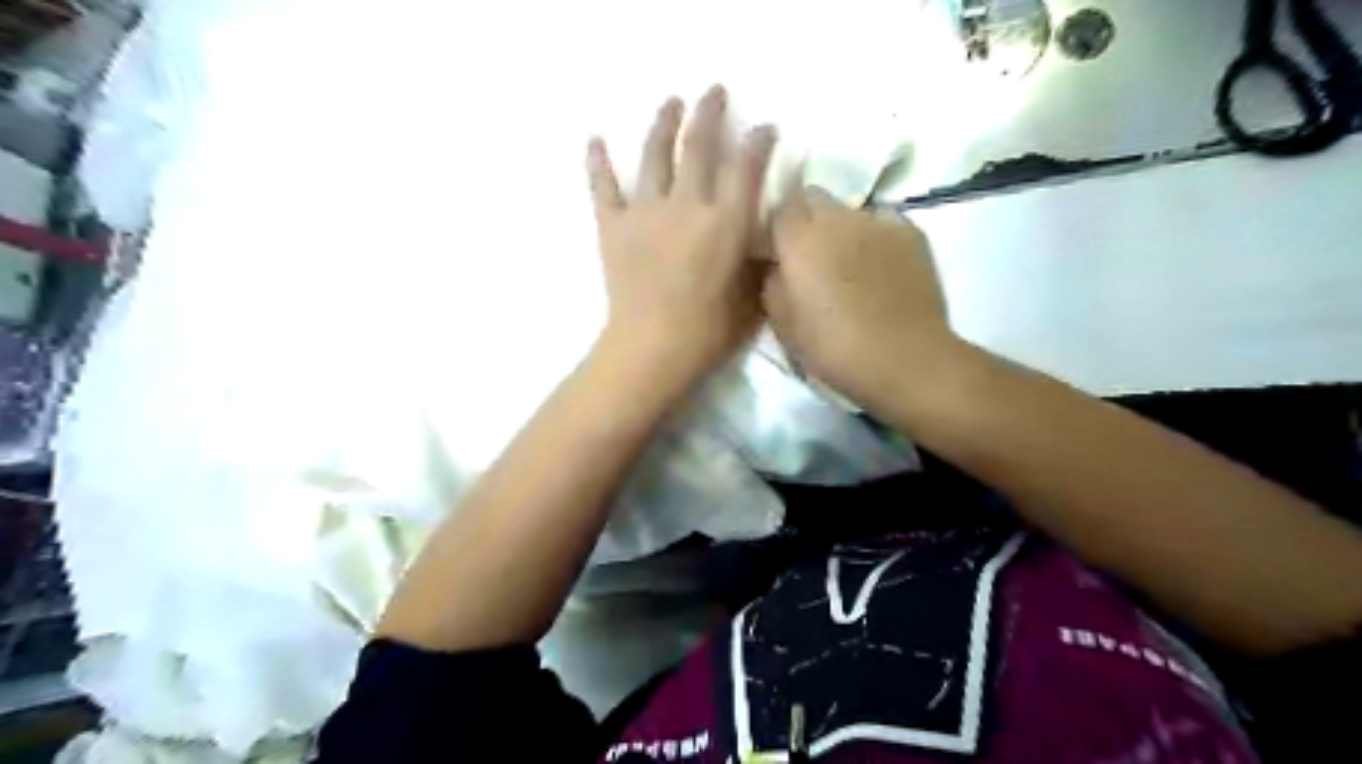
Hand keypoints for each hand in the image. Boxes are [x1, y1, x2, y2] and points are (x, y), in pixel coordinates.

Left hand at [585, 88, 774, 396]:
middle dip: (709, 113)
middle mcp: (687, 205)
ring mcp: (645, 212)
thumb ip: (758, 263)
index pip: (746, 167)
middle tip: (714, 91)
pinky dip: (597, 163)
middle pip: (698, 145)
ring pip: (654, 155)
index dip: (758, 141)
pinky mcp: (613, 226)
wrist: (651, 349)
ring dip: (663, 123)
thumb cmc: (709, 332)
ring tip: (670, 103)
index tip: (764, 127)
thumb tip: (763, 242)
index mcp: (726, 221)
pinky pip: (603, 187)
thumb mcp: (752, 298)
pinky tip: (594, 140)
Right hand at [763, 188, 961, 414]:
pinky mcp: (912, 233)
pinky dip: (876, 237)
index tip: (776, 246)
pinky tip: (880, 266)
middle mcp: (837, 216)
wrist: (905, 360)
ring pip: (849, 210)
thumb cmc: (833, 347)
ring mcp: (878, 220)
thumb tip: (775, 263)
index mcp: (799, 237)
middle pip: (814, 198)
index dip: (776, 222)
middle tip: (809, 257)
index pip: (778, 203)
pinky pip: (883, 222)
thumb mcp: (782, 323)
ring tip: (849, 264)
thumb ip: (771, 281)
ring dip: (842, 228)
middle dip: (807, 219)